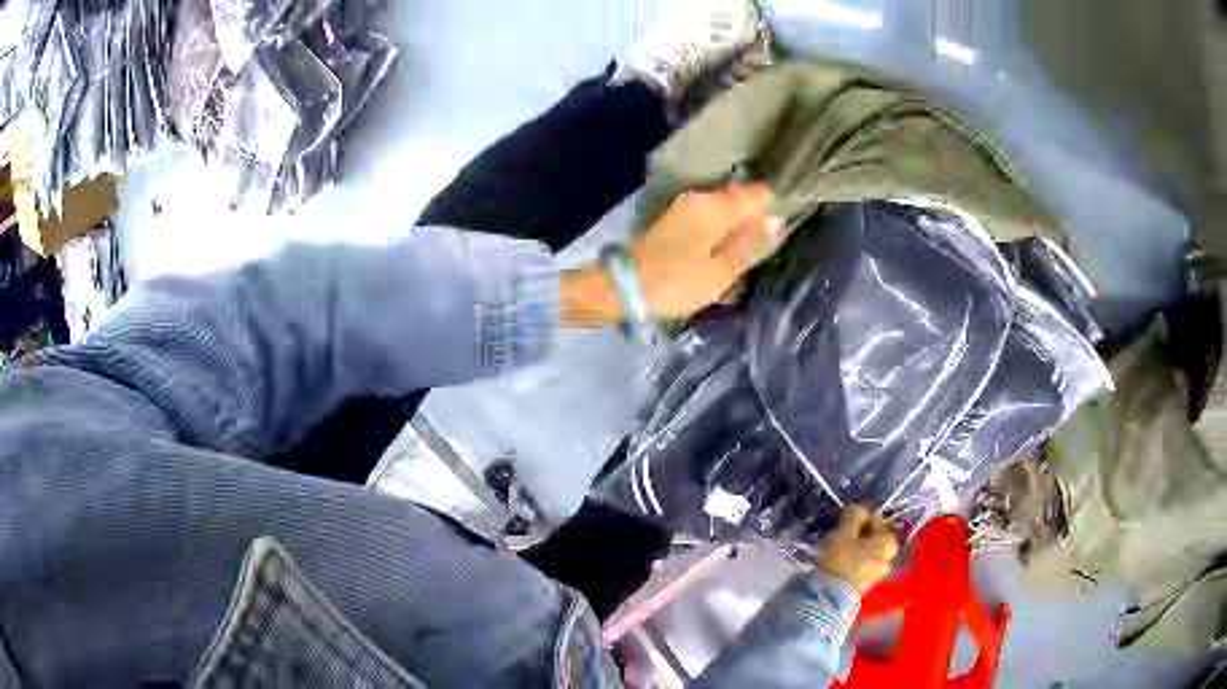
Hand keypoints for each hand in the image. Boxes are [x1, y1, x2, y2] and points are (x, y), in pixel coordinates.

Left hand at [632, 182, 781, 318]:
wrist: (622, 287)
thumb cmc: (676, 282)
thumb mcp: (721, 271)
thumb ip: (750, 244)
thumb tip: (775, 221)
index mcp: (716, 204)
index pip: (759, 192)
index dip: (773, 211)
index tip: (775, 236)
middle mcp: (700, 197)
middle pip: (741, 201)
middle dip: (754, 223)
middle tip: (757, 255)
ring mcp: (685, 208)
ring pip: (725, 212)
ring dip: (736, 232)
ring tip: (739, 263)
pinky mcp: (675, 221)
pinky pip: (709, 222)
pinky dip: (718, 237)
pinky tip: (719, 260)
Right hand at [815, 505, 899, 594]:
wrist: (830, 597)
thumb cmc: (840, 561)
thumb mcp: (845, 533)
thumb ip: (854, 516)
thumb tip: (859, 508)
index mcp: (889, 541)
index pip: (875, 517)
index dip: (858, 516)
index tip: (842, 519)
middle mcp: (890, 556)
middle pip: (873, 534)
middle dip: (858, 531)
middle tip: (841, 531)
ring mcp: (880, 571)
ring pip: (868, 548)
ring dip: (856, 543)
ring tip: (839, 545)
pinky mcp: (868, 581)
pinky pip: (864, 560)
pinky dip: (855, 556)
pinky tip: (841, 558)